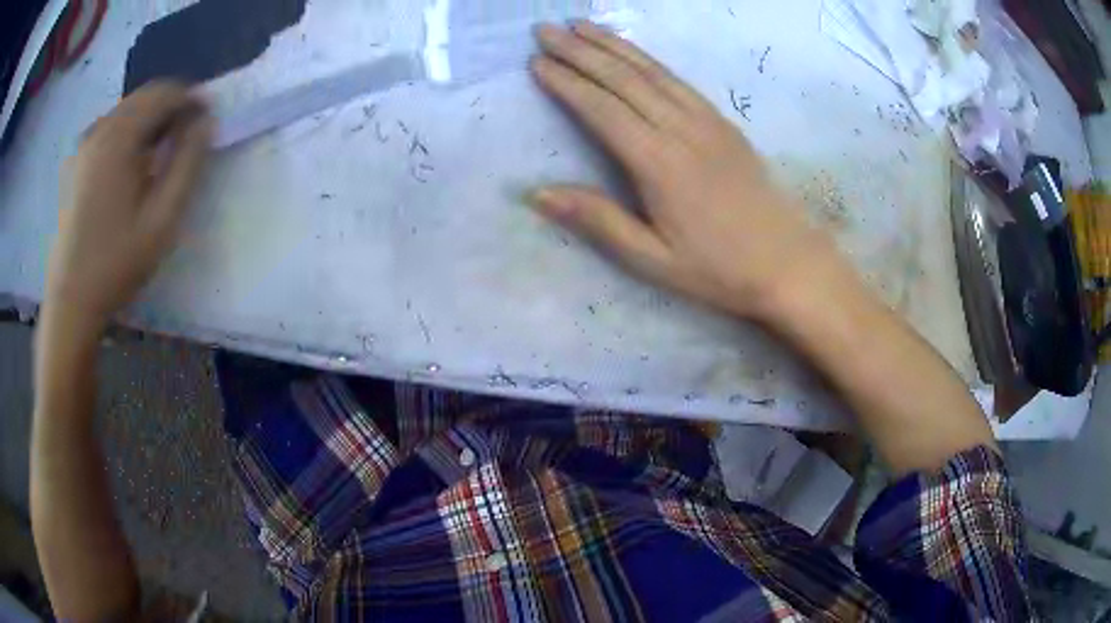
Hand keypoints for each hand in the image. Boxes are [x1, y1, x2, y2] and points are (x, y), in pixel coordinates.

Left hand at [45, 82, 212, 336]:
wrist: (70, 301)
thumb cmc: (116, 263)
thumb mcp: (162, 219)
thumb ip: (188, 163)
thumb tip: (206, 122)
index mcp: (119, 137)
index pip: (165, 93)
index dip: (192, 99)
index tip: (207, 120)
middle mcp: (100, 129)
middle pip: (144, 97)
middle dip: (171, 108)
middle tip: (187, 137)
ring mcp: (84, 145)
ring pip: (127, 111)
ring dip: (150, 120)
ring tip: (161, 153)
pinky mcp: (77, 162)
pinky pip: (109, 129)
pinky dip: (129, 133)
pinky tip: (132, 165)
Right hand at [530, 22, 846, 320]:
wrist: (787, 262)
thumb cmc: (718, 268)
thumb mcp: (652, 259)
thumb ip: (598, 220)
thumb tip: (537, 193)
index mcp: (658, 164)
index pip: (602, 110)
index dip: (567, 83)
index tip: (537, 62)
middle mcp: (681, 130)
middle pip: (623, 79)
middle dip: (581, 51)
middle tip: (546, 29)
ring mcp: (707, 121)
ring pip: (652, 72)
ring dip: (613, 45)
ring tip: (581, 25)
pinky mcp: (724, 122)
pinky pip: (679, 80)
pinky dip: (649, 59)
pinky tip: (632, 51)